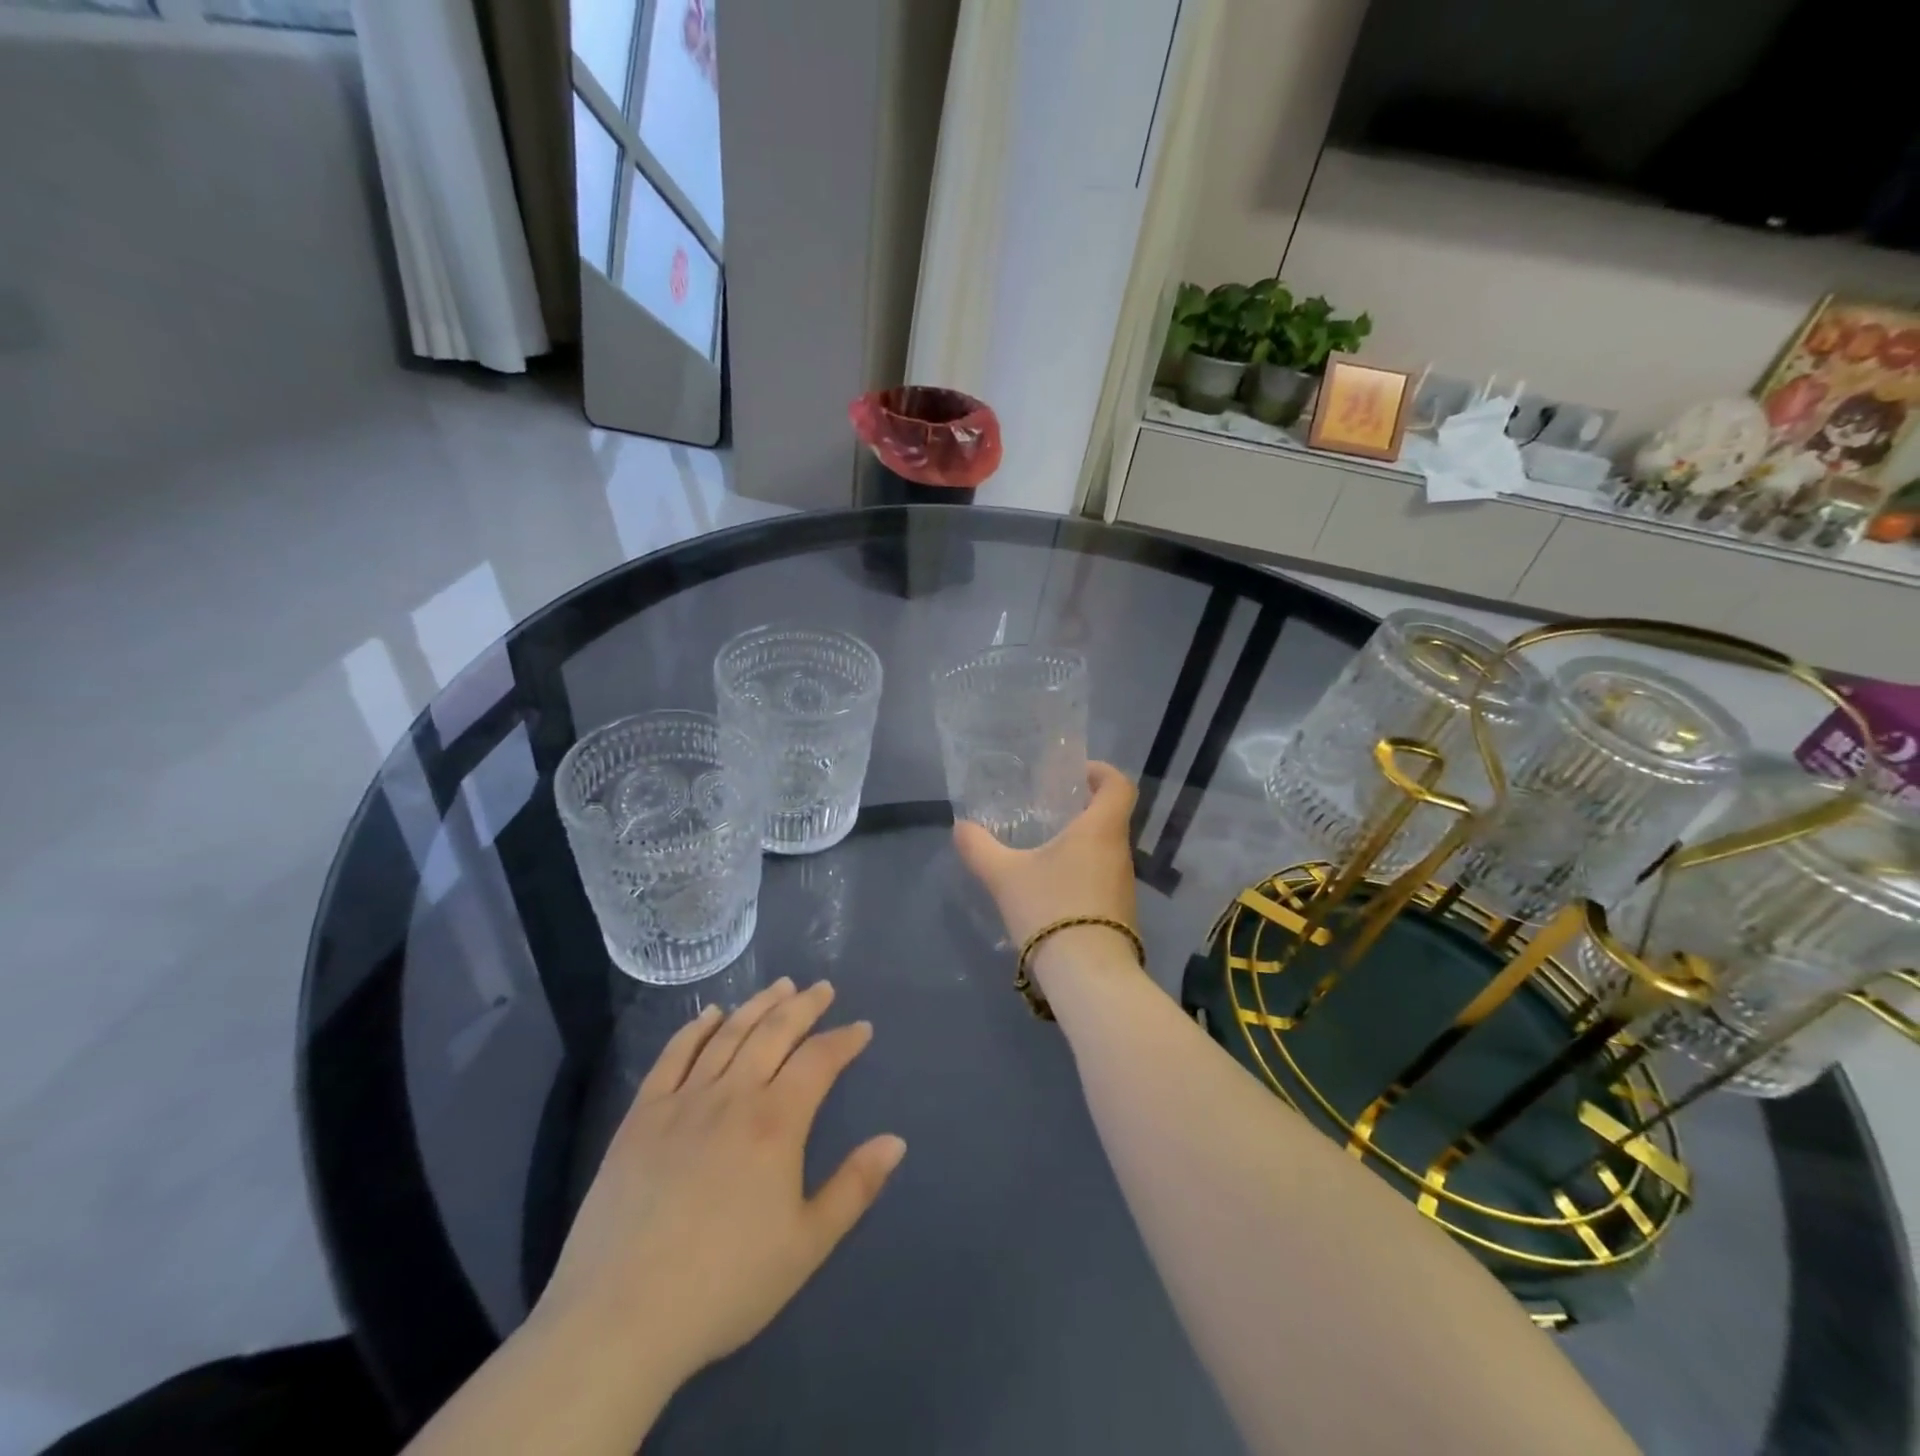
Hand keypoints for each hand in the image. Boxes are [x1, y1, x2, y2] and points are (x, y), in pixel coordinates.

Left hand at [535, 978, 905, 1388]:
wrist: (620, 1318)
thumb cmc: (725, 1285)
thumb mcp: (807, 1245)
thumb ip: (855, 1187)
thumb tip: (895, 1140)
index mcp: (776, 1123)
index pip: (819, 1061)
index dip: (844, 1039)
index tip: (861, 1028)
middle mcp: (732, 1096)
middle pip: (774, 1032)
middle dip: (804, 1006)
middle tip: (823, 988)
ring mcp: (683, 1101)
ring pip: (728, 1034)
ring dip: (758, 1005)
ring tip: (780, 986)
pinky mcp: (642, 1116)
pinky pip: (672, 1056)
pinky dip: (695, 1029)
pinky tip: (710, 1014)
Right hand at [952, 761, 1139, 958]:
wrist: (1088, 976)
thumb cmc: (1050, 908)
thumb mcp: (1004, 876)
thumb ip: (979, 848)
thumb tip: (960, 827)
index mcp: (1101, 830)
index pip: (1119, 785)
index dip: (1102, 772)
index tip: (1077, 773)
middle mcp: (1120, 852)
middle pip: (1111, 817)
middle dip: (1083, 809)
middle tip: (1049, 811)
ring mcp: (1124, 886)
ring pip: (1106, 851)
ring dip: (1082, 844)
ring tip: (1045, 850)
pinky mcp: (1121, 914)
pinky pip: (1103, 879)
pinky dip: (1082, 874)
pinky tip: (1053, 890)